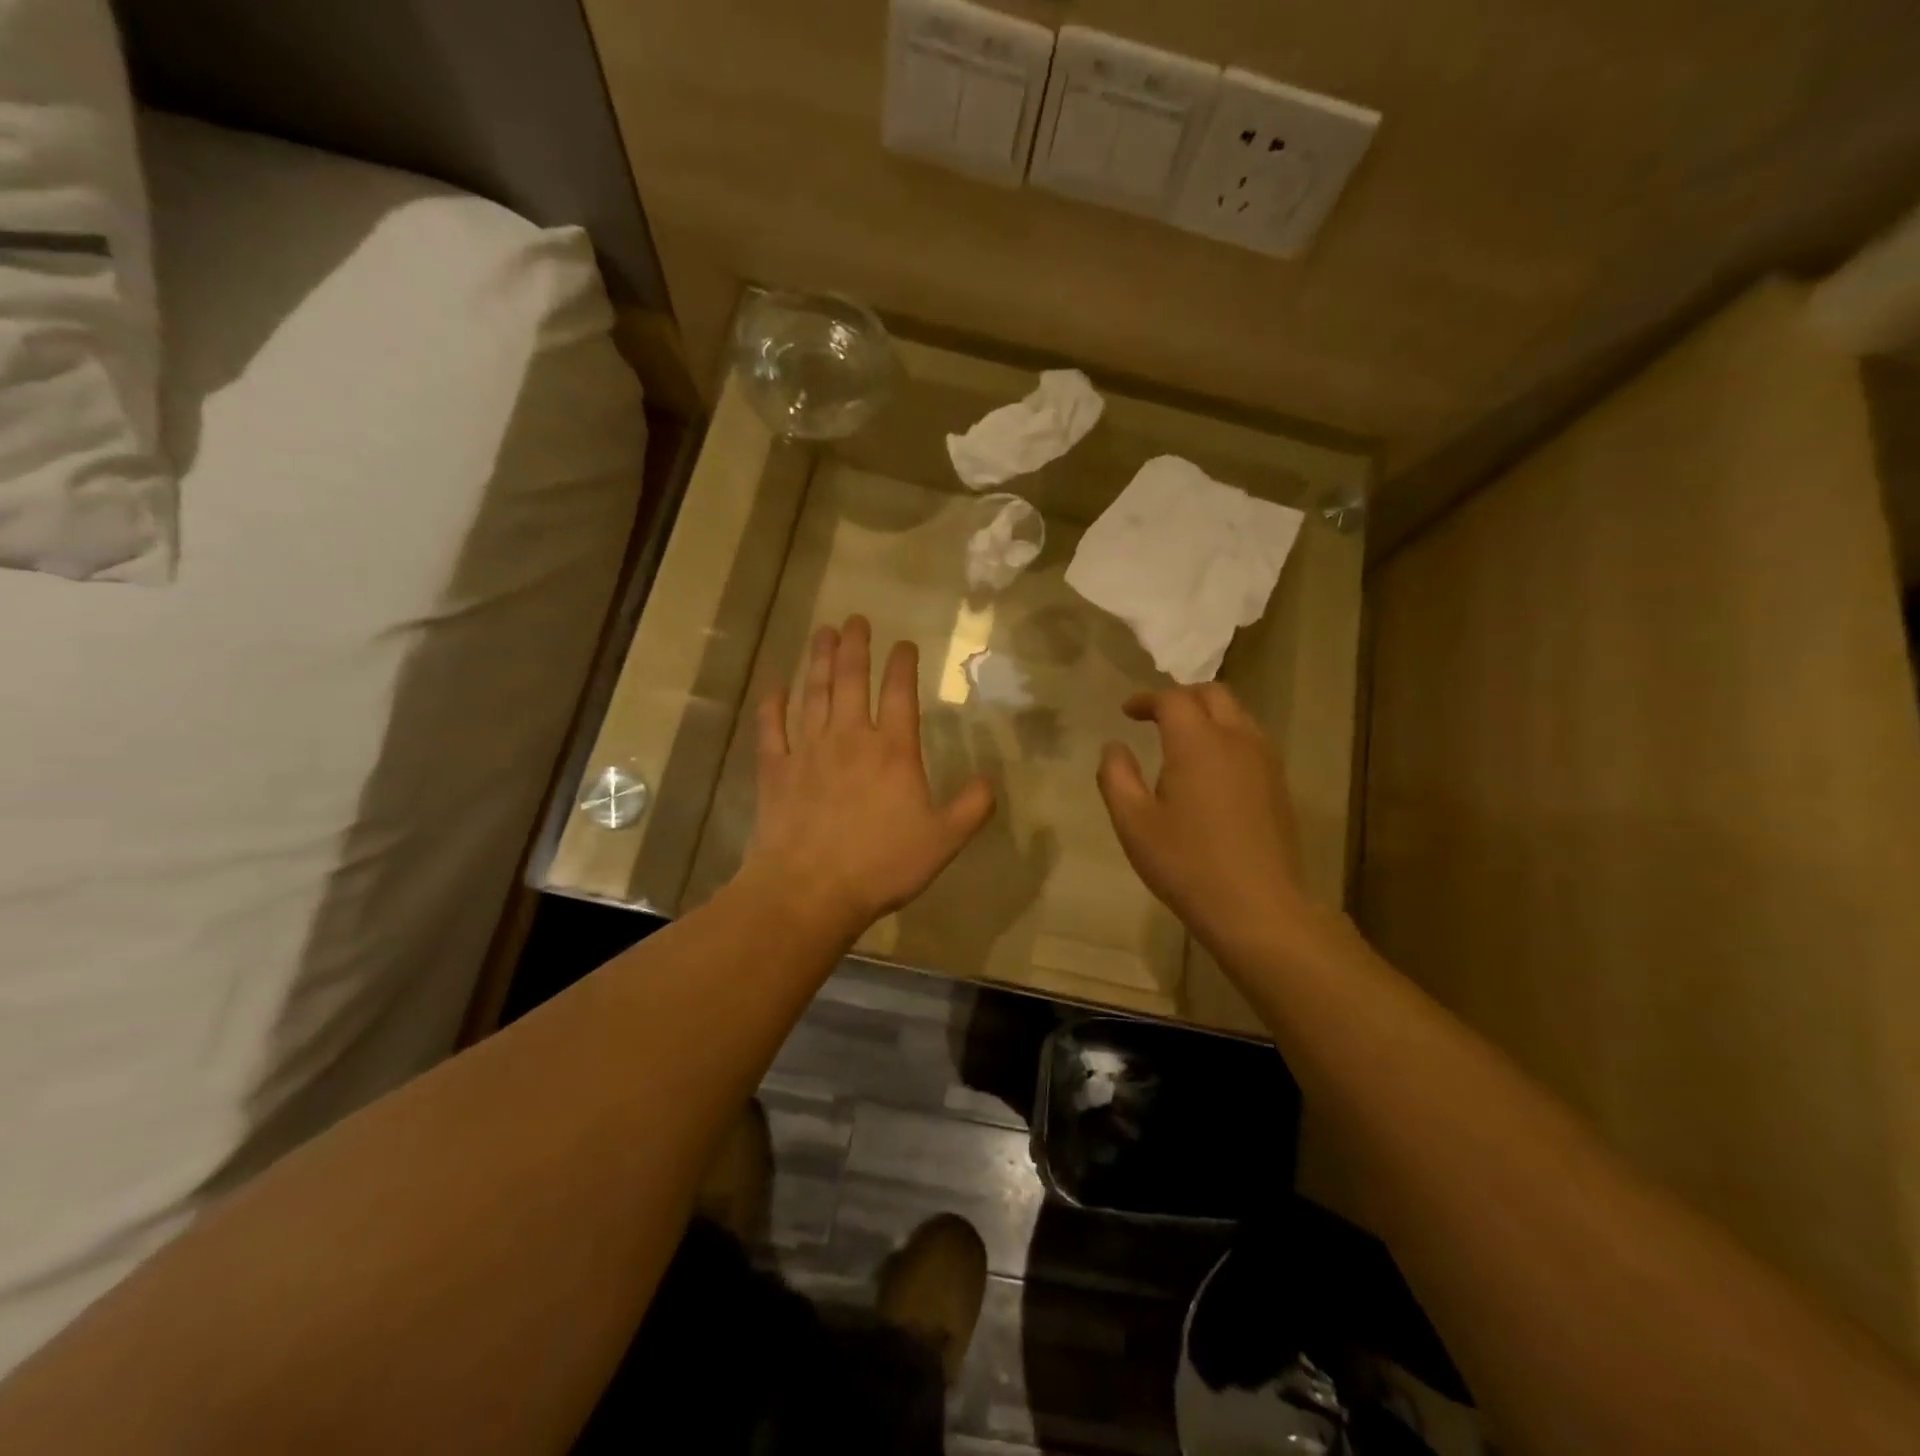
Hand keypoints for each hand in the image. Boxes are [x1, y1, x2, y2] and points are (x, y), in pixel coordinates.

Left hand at [741, 615, 995, 940]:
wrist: (811, 890)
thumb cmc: (882, 864)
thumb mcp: (943, 840)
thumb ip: (971, 807)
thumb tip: (992, 779)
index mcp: (892, 750)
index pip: (899, 693)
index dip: (902, 664)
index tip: (903, 643)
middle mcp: (849, 738)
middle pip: (850, 680)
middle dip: (854, 646)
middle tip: (854, 619)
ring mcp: (808, 750)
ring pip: (812, 693)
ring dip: (817, 660)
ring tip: (821, 633)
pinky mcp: (776, 770)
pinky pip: (772, 728)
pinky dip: (773, 705)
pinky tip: (775, 687)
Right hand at [1096, 684, 1315, 952]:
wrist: (1257, 907)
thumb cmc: (1186, 864)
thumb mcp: (1133, 823)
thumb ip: (1116, 777)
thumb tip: (1114, 747)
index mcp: (1197, 743)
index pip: (1173, 699)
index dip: (1147, 699)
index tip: (1128, 712)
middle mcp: (1236, 740)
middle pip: (1213, 694)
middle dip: (1181, 697)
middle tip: (1156, 717)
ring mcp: (1265, 761)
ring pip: (1238, 715)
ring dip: (1209, 714)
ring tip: (1184, 739)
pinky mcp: (1280, 785)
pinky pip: (1252, 740)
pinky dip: (1228, 736)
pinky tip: (1214, 768)